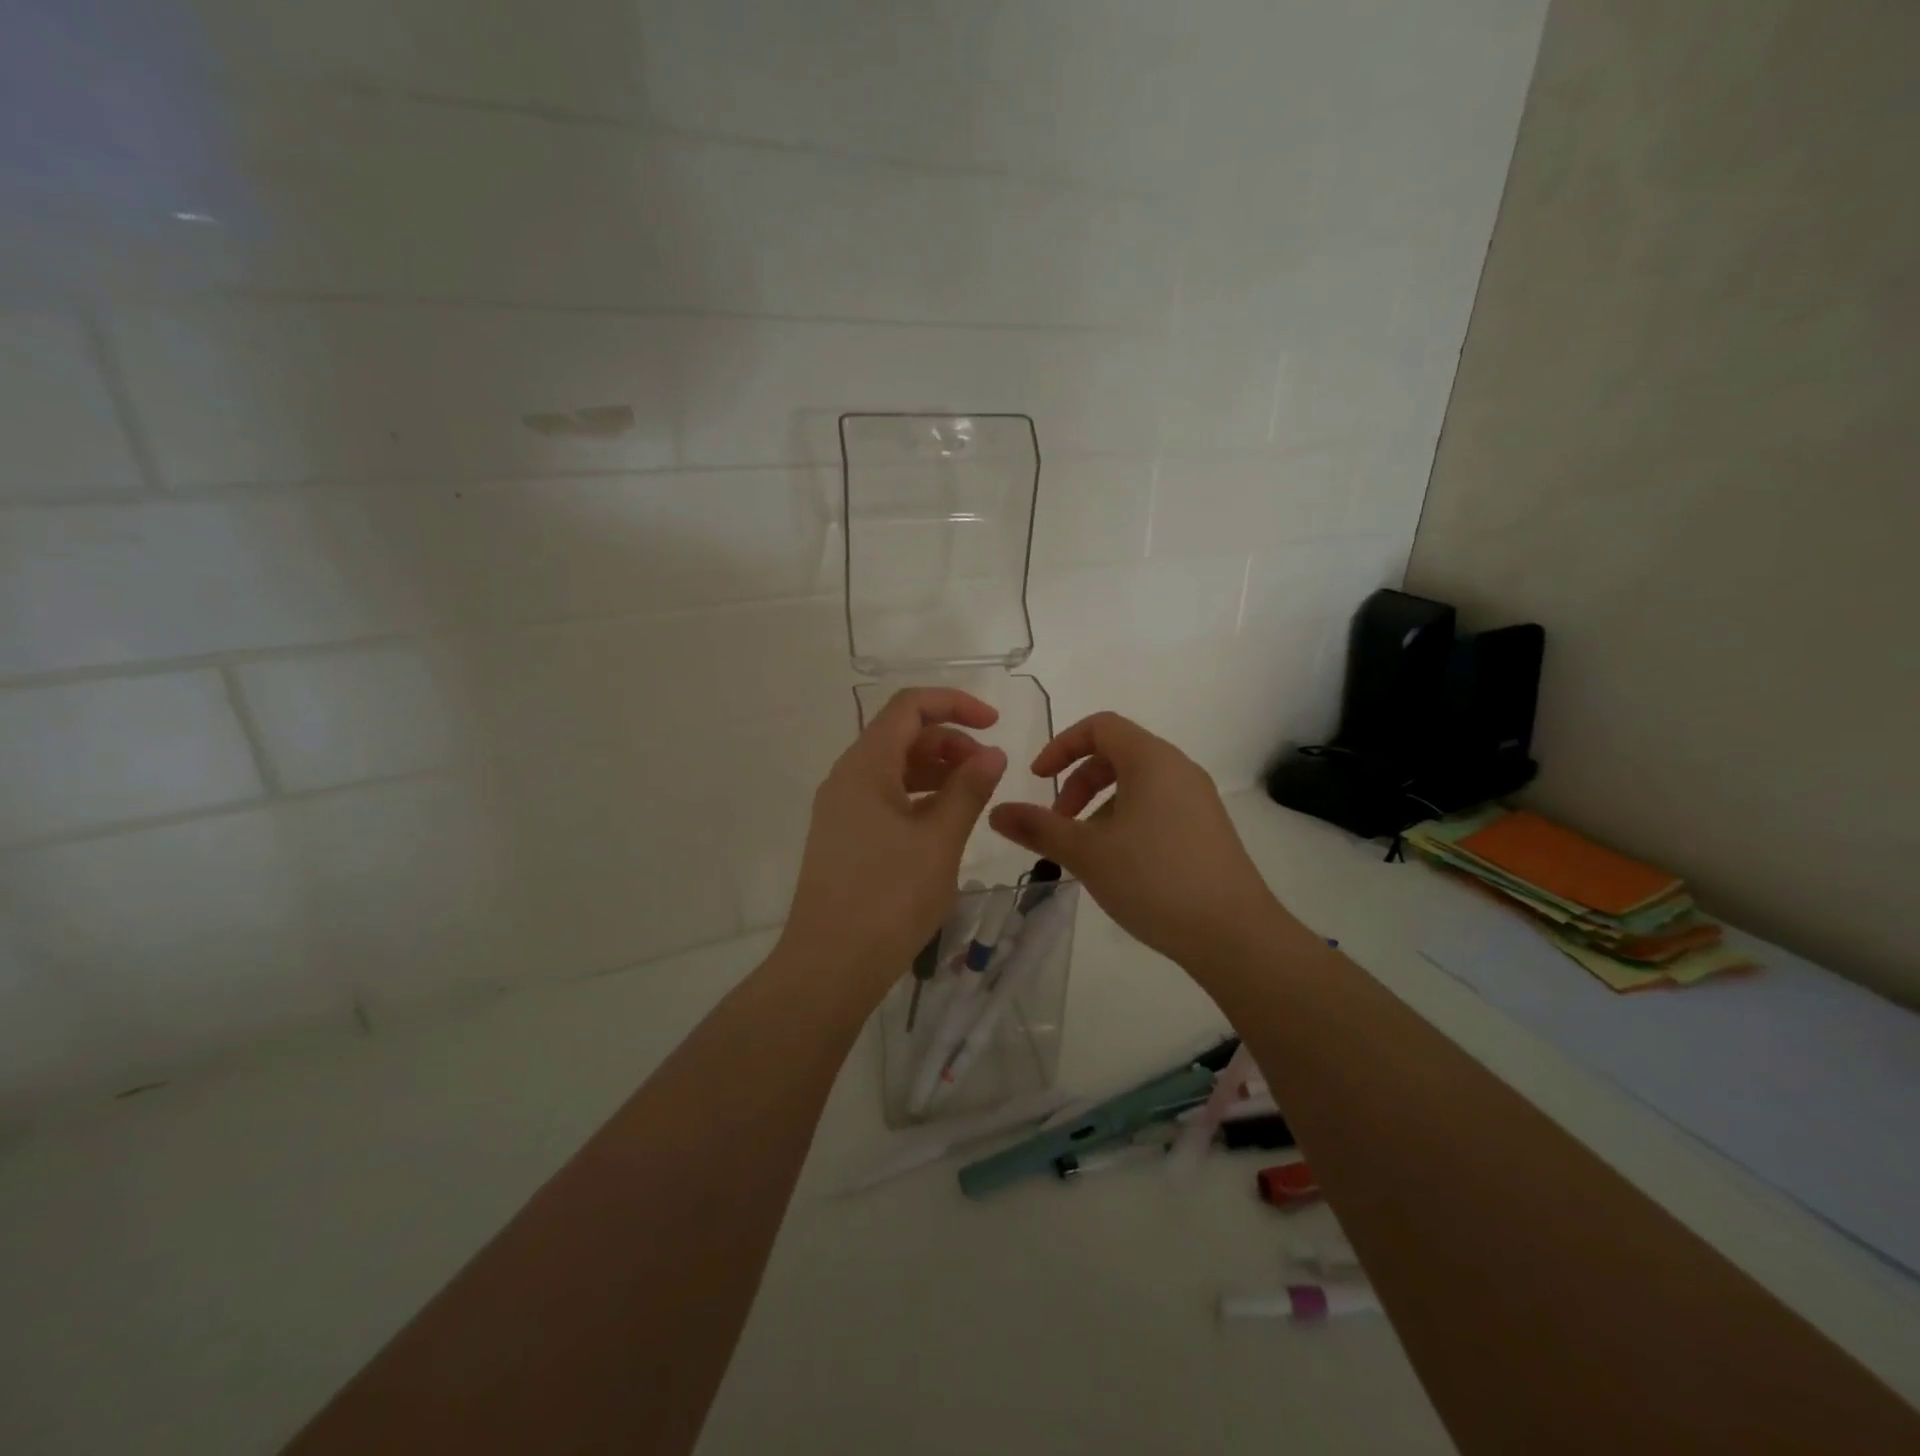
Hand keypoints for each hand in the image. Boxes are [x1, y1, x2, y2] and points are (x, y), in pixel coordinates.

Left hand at [780, 687, 1007, 991]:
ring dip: (936, 770)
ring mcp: (841, 809)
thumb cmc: (889, 897)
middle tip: (988, 770)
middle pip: (901, 735)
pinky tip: (944, 822)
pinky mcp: (844, 837)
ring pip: (894, 768)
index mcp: (865, 766)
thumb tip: (992, 754)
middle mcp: (847, 778)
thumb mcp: (939, 840)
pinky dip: (918, 797)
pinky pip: (885, 798)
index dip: (955, 705)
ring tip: (973, 794)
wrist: (830, 964)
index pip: (909, 707)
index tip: (995, 724)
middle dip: (949, 741)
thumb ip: (968, 790)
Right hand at [988, 711, 1283, 969]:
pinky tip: (1118, 864)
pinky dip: (1126, 820)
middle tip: (1059, 822)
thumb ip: (1038, 827)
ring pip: (1136, 784)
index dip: (1061, 746)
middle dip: (1078, 781)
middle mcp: (1178, 769)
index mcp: (1151, 760)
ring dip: (1100, 805)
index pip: (1100, 726)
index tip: (1038, 779)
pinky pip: (1157, 806)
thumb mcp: (1086, 852)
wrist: (1234, 934)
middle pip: (1117, 753)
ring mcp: (1197, 799)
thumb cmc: (1154, 880)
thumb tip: (996, 813)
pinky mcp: (1206, 829)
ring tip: (1085, 850)